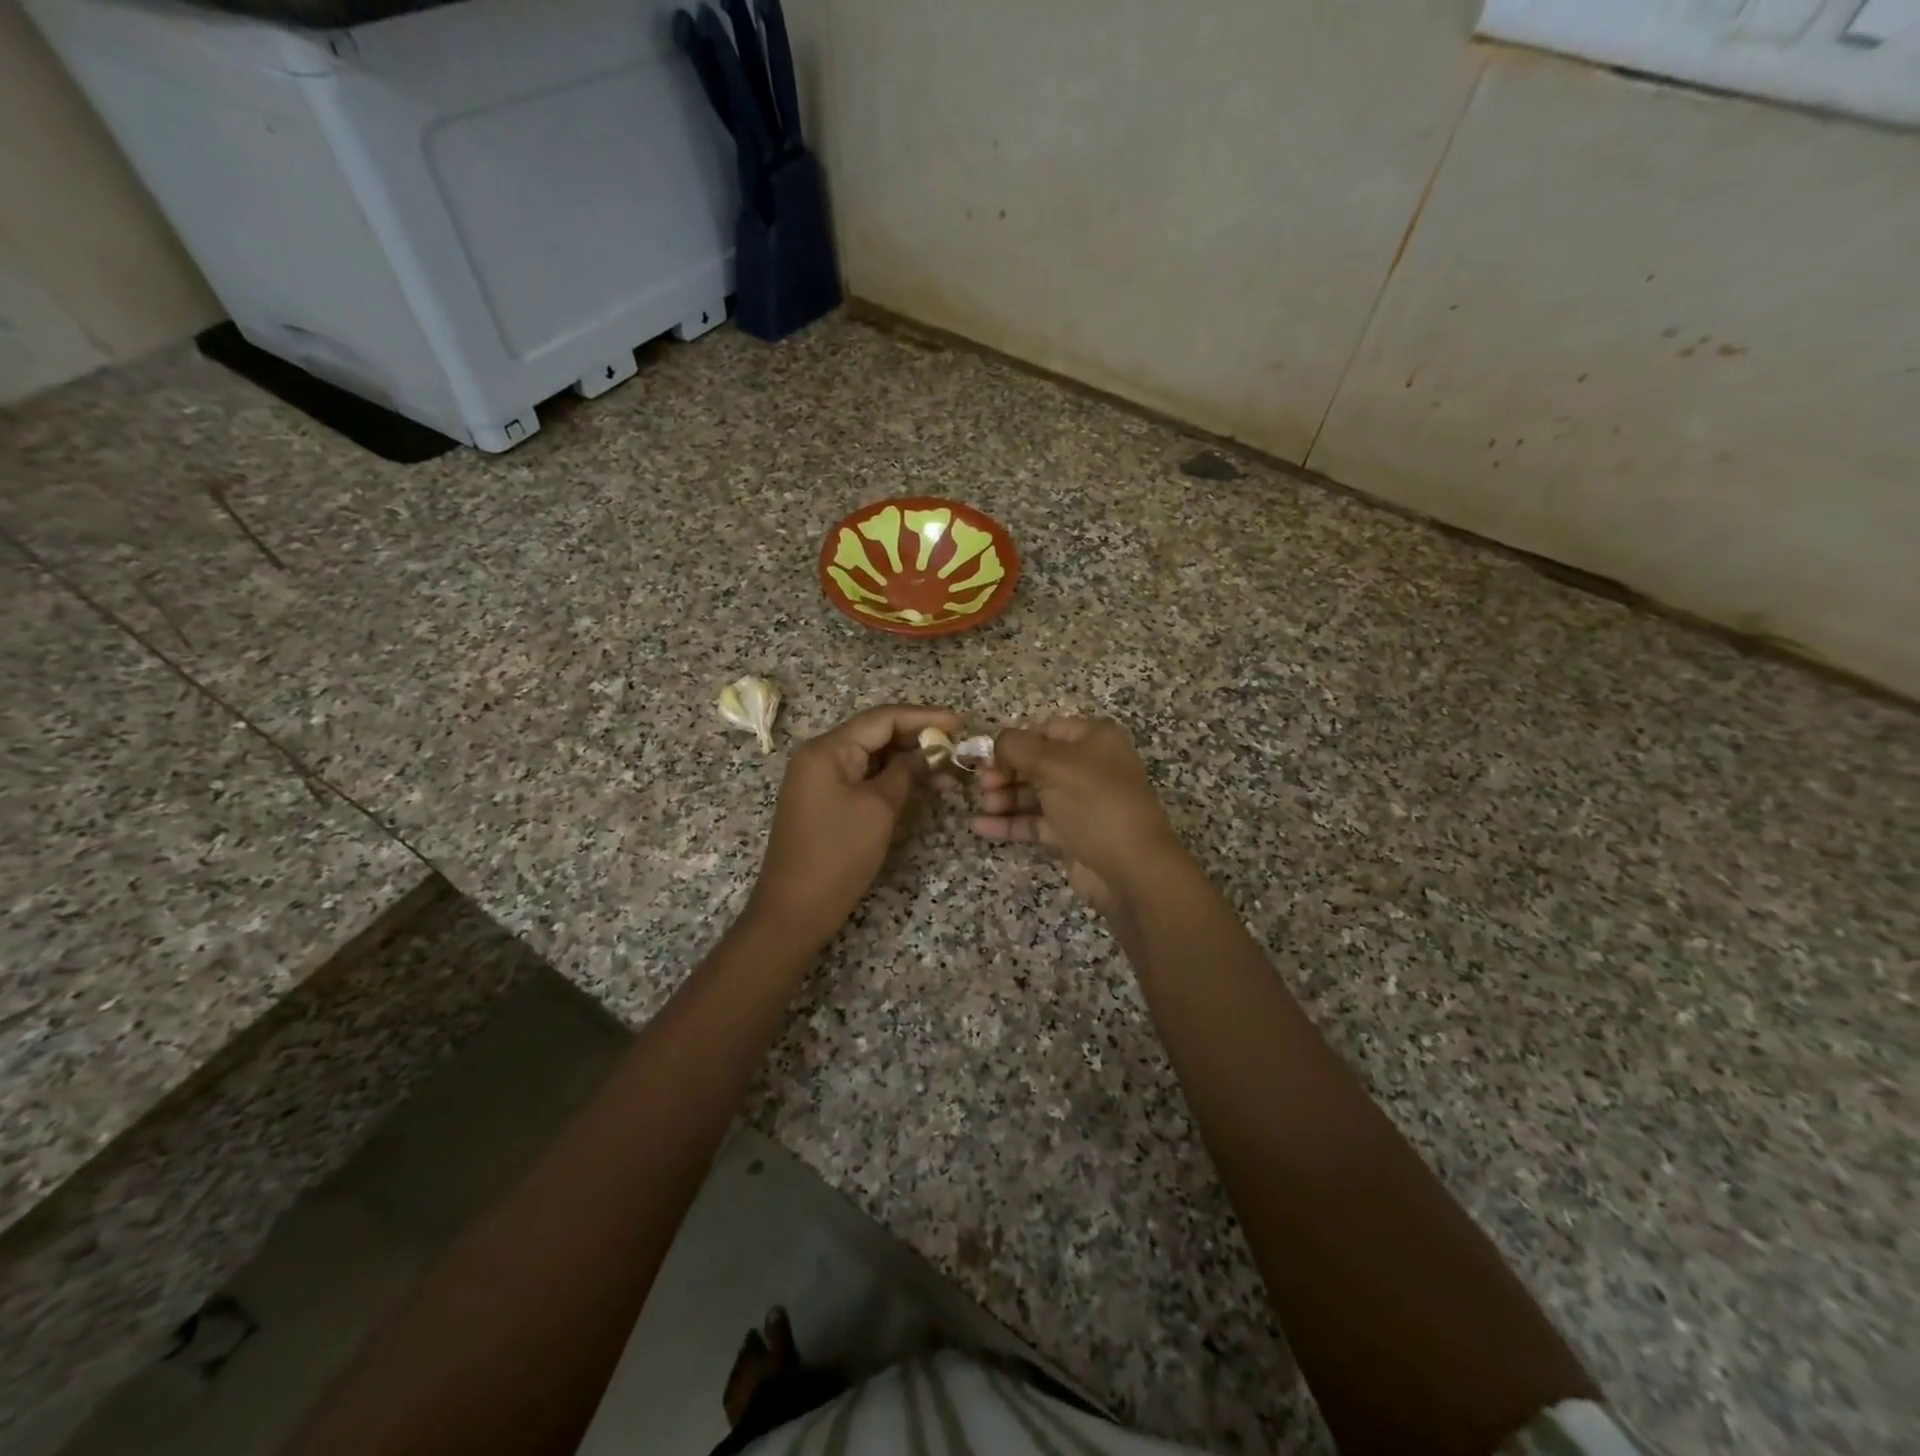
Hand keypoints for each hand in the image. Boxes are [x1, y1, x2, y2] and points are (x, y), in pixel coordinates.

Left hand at [745, 703, 961, 951]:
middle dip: (917, 737)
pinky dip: (891, 776)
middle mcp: (820, 755)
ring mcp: (819, 778)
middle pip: (875, 733)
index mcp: (827, 749)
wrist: (795, 909)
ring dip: (907, 758)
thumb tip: (932, 750)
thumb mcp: (879, 808)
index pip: (882, 718)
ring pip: (871, 755)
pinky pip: (862, 776)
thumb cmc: (838, 855)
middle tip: (956, 746)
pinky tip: (919, 782)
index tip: (961, 724)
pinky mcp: (824, 799)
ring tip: (946, 766)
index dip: (924, 717)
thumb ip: (906, 772)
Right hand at [969, 716, 1187, 915]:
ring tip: (982, 805)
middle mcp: (1089, 766)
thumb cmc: (1094, 802)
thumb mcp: (1052, 764)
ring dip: (1004, 797)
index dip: (1015, 741)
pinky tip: (979, 826)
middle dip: (1005, 771)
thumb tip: (995, 743)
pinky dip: (1009, 822)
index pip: (1045, 730)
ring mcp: (1081, 802)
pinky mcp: (1072, 834)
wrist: (1131, 868)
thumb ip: (1016, 747)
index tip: (986, 757)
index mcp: (1094, 738)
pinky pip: (1035, 822)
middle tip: (981, 785)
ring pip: (1034, 793)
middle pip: (1036, 762)